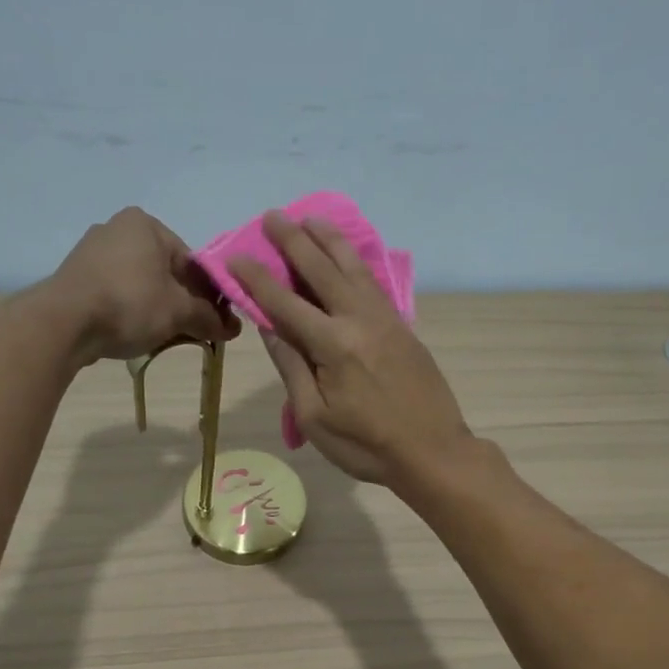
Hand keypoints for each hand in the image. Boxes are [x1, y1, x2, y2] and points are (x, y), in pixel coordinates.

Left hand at [50, 207, 238, 362]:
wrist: (64, 323)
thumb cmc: (129, 304)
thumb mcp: (179, 312)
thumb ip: (209, 317)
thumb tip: (234, 329)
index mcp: (146, 224)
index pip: (191, 261)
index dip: (208, 293)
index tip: (217, 320)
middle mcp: (117, 228)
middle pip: (165, 271)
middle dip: (182, 301)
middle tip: (194, 331)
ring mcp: (91, 252)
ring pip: (140, 283)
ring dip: (157, 308)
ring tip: (166, 336)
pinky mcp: (75, 277)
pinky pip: (116, 292)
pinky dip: (130, 310)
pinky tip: (135, 332)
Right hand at [228, 213, 471, 488]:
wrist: (433, 452)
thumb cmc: (366, 445)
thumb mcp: (315, 417)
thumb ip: (292, 368)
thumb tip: (270, 328)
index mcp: (333, 345)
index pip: (285, 303)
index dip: (257, 279)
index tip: (236, 256)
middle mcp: (359, 320)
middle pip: (322, 271)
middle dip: (294, 241)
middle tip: (273, 216)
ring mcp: (385, 320)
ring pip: (354, 268)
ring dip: (329, 241)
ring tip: (311, 218)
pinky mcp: (402, 327)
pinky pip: (373, 283)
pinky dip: (356, 261)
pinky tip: (348, 254)